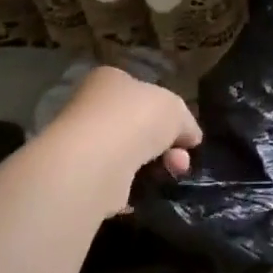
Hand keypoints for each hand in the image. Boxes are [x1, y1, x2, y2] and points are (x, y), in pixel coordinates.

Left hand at [46, 65, 202, 208]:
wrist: (96, 163)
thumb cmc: (136, 119)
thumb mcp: (176, 110)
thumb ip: (185, 121)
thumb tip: (190, 136)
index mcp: (111, 80)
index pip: (143, 92)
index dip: (168, 113)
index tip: (185, 134)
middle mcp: (92, 107)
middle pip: (139, 126)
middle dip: (167, 144)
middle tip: (182, 161)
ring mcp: (84, 143)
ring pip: (129, 155)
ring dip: (155, 167)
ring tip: (171, 175)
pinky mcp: (81, 177)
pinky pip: (115, 181)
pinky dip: (132, 188)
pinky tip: (145, 192)